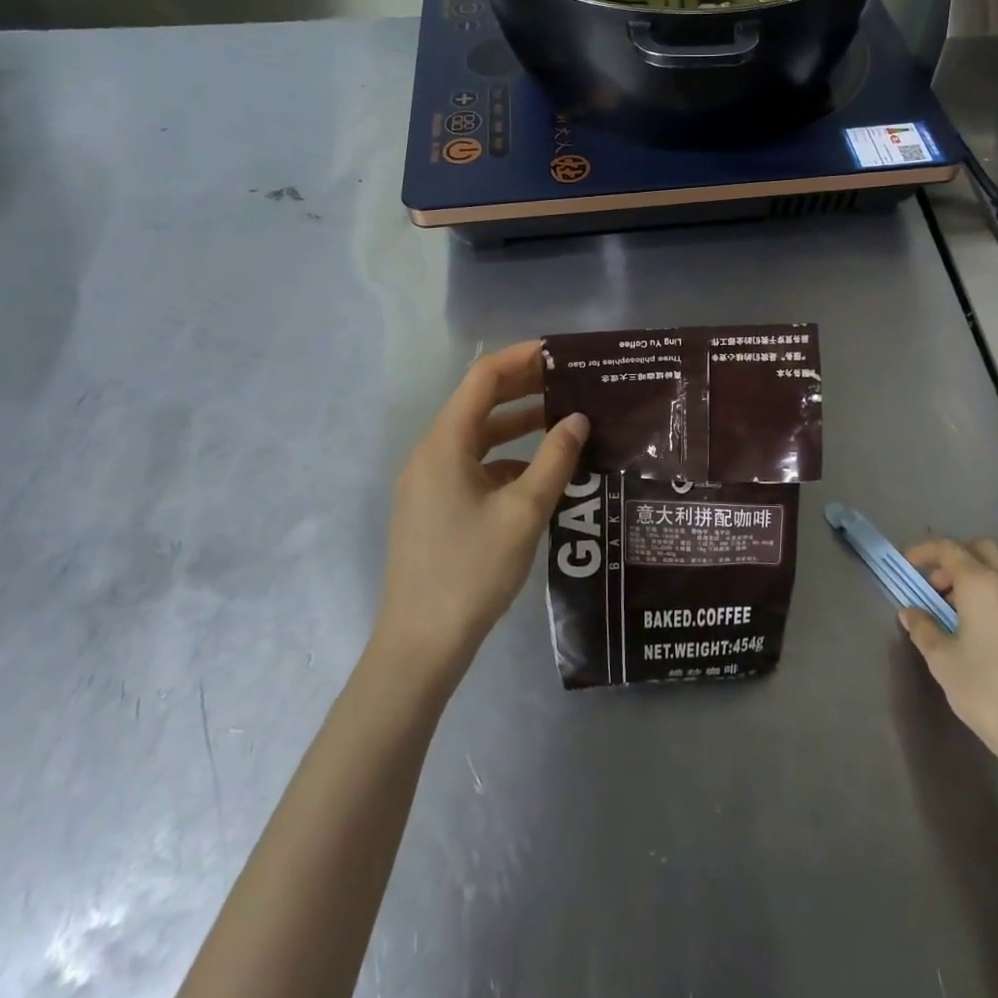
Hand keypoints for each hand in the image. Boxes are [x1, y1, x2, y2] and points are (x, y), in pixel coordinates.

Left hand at [374, 342, 588, 680]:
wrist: (420, 645)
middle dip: (523, 388)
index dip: (520, 358)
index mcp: (444, 445)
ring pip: (477, 437)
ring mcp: (428, 483)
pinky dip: (505, 459)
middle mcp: (431, 454)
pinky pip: (472, 466)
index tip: (560, 352)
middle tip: (570, 381)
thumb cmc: (472, 571)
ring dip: (517, 425)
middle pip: (478, 404)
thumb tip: (577, 419)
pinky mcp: (433, 508)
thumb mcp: (524, 512)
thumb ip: (555, 460)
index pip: (483, 379)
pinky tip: (539, 474)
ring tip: (563, 421)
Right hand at [898, 539, 997, 783]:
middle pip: (981, 549)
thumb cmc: (987, 691)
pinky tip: (980, 626)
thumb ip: (924, 628)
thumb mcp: (942, 660)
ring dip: (976, 575)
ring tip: (954, 609)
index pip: (949, 549)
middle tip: (935, 584)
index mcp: (983, 583)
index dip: (924, 551)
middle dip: (955, 557)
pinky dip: (994, 592)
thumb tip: (911, 612)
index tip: (908, 564)